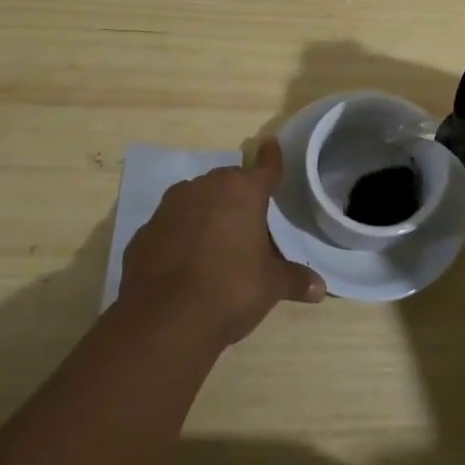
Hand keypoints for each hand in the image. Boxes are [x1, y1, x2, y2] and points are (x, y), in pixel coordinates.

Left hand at [119, 140, 324, 345]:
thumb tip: (319, 288)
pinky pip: (171, 226)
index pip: (264, 168)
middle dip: (238, 196)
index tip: (270, 144)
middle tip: (248, 220)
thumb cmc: (230, 290)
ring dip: (207, 212)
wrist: (164, 320)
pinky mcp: (145, 232)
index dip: (271, 158)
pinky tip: (184, 261)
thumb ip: (294, 280)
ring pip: (196, 199)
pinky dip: (180, 235)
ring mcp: (170, 207)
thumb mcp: (270, 286)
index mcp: (242, 192)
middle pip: (228, 182)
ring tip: (216, 241)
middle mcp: (205, 188)